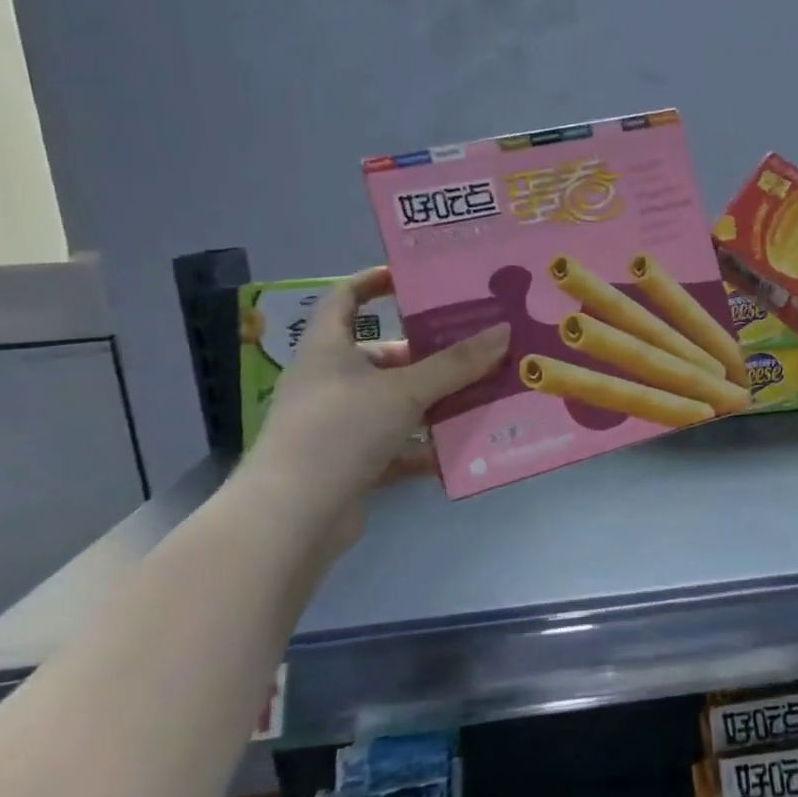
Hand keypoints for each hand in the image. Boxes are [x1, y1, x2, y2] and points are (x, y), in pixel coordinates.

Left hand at [245, 268, 508, 554]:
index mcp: (328, 349)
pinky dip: (424, 445)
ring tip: (481, 394)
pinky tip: (460, 448)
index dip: (374, 282)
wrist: (293, 518)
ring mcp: (337, 424)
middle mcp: (329, 381)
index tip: (414, 279)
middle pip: (383, 355)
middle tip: (475, 347)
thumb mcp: (404, 390)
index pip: (345, 298)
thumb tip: (504, 332)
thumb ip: (456, 364)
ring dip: (434, 400)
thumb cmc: (341, 431)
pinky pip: (395, 444)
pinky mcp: (349, 462)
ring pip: (394, 402)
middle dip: (428, 353)